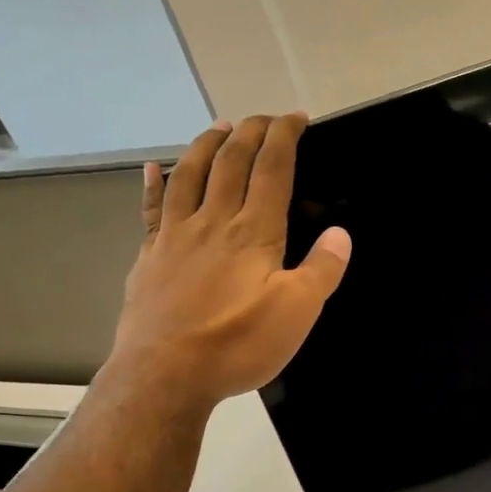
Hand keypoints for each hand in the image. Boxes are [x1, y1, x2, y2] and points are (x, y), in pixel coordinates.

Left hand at [107, 114, 350, 411]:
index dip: (284, 137)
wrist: (165, 374)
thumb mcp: (297, 313)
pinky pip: (152, 209)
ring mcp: (175, 236)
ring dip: (207, 145)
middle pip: (231, 162)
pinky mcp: (150, 257)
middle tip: (264, 118)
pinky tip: (154, 168)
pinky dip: (154, 184)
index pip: (271, 169)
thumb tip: (340, 234)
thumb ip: (321, 270)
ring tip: (220, 127)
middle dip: (250, 132)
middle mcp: (213, 222)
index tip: (295, 117)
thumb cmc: (237, 344)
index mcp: (253, 232)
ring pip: (190, 175)